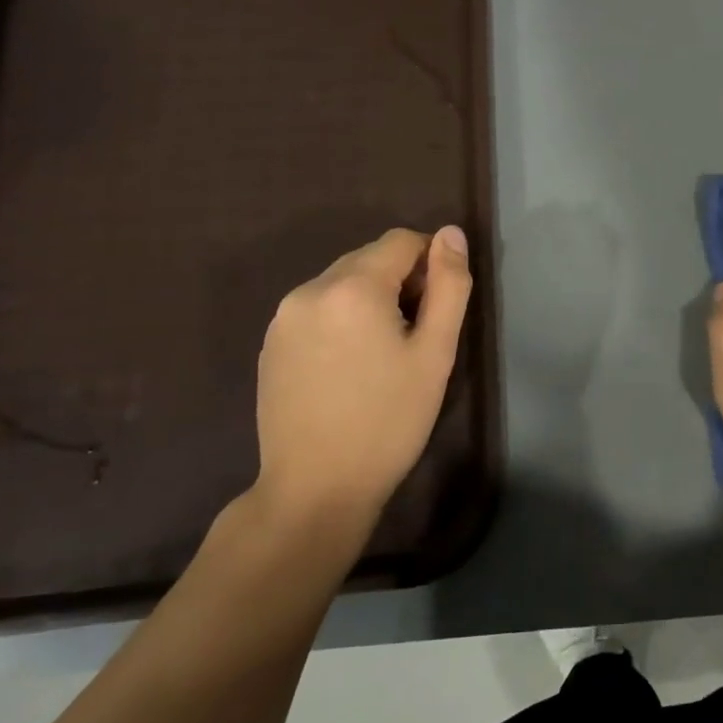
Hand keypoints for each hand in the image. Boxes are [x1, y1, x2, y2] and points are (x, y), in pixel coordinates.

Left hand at [254, 226, 471, 525]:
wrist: (315, 489)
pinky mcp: (270, 344)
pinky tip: (349, 366)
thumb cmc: (388, 420)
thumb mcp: (435, 353)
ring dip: (370, 299)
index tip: (438, 308)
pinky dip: (341, 319)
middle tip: (415, 335)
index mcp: (352, 287)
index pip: (401, 241)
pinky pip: (316, 309)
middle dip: (400, 281)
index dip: (430, 264)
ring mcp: (283, 318)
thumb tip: (451, 233)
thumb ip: (449, 285)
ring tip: (382, 354)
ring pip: (341, 283)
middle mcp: (309, 289)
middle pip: (369, 258)